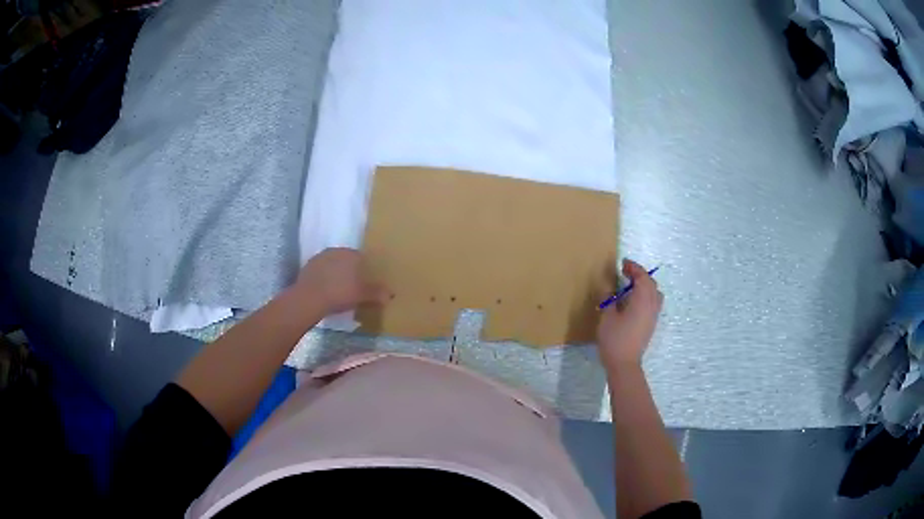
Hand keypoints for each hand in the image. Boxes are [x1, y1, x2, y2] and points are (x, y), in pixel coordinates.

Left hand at [295, 248, 388, 314]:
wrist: (310, 298)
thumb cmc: (340, 293)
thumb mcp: (362, 295)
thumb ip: (377, 293)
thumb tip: (390, 294)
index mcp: (351, 254)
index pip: (362, 258)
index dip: (364, 270)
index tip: (365, 282)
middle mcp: (335, 251)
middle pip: (346, 260)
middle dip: (350, 271)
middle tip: (352, 287)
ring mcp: (319, 257)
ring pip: (333, 265)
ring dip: (336, 274)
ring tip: (338, 290)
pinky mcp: (307, 266)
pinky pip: (321, 271)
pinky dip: (324, 278)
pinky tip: (325, 291)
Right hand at [597, 259, 663, 372]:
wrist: (624, 363)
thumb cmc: (614, 339)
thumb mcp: (607, 317)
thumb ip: (609, 299)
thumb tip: (610, 288)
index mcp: (642, 300)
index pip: (642, 277)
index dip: (633, 268)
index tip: (623, 264)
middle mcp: (652, 305)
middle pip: (651, 283)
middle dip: (640, 275)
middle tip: (626, 273)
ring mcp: (654, 315)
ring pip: (655, 293)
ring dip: (645, 285)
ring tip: (631, 286)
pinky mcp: (652, 324)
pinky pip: (654, 302)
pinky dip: (647, 295)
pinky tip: (634, 301)